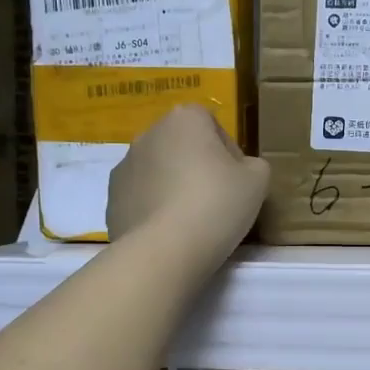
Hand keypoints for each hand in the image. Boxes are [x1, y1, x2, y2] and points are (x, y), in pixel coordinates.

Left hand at [108, 104, 267, 265]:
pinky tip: (168, 234)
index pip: (211, 125)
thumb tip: (240, 170)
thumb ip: (253, 165)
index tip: (235, 180)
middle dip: (196, 168)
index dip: (227, 152)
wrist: (164, 251)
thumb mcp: (258, 181)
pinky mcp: (111, 199)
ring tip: (190, 221)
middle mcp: (148, 134)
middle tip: (216, 201)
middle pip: (181, 147)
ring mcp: (124, 166)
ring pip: (158, 172)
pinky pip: (140, 198)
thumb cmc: (216, 205)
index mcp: (183, 119)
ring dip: (172, 187)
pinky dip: (153, 209)